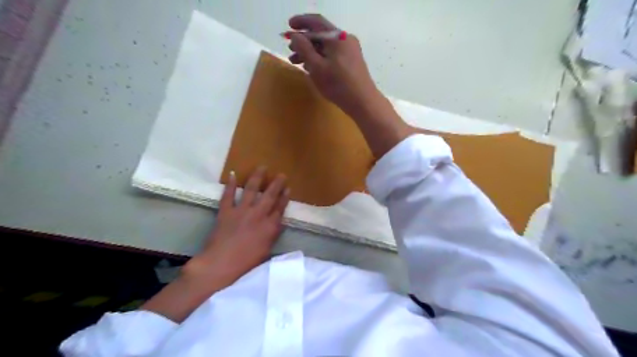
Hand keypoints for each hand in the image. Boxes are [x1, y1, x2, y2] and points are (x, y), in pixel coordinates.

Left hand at [186, 168, 289, 287]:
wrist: (220, 265)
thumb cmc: (246, 263)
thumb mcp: (266, 251)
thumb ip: (273, 235)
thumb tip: (278, 223)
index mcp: (269, 227)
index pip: (280, 208)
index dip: (284, 198)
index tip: (288, 188)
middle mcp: (258, 215)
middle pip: (269, 196)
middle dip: (276, 184)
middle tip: (281, 174)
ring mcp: (241, 211)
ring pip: (251, 190)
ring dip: (257, 178)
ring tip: (262, 167)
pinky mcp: (226, 211)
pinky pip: (228, 195)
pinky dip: (230, 185)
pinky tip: (232, 174)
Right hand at [289, 13, 382, 117]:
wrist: (362, 102)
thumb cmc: (338, 84)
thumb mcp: (317, 67)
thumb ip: (304, 49)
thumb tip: (295, 36)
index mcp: (338, 37)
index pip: (316, 22)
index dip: (301, 22)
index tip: (288, 27)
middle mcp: (345, 39)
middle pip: (321, 35)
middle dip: (304, 41)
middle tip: (291, 50)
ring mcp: (350, 50)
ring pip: (326, 46)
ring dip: (311, 52)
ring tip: (297, 62)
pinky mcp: (352, 62)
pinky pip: (333, 55)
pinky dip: (321, 58)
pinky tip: (312, 68)